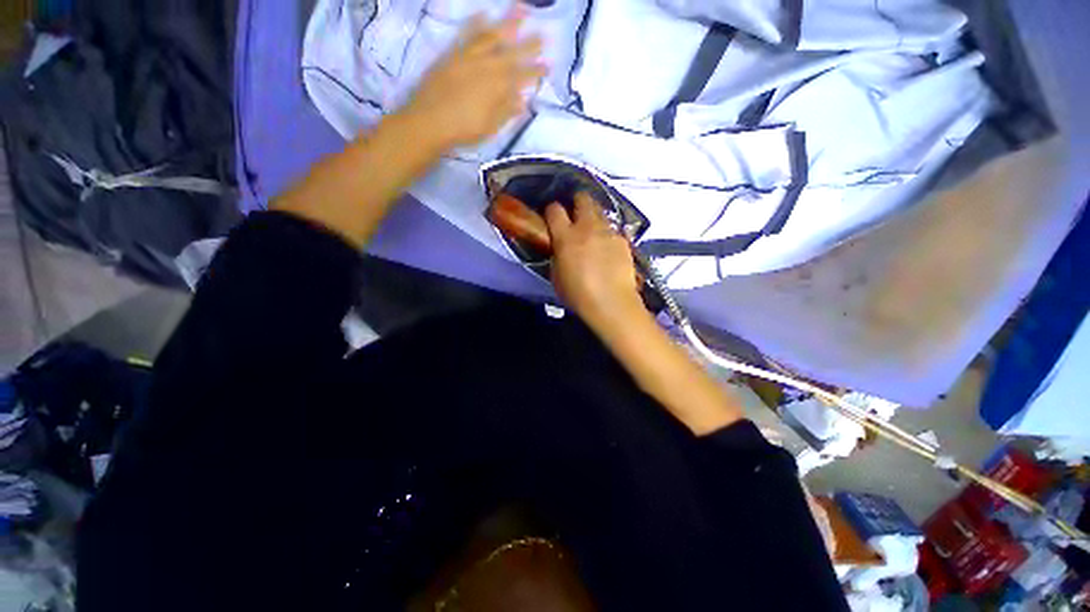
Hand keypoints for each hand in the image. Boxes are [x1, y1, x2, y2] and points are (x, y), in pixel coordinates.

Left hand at [404, 9, 546, 149]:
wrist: (430, 121)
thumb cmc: (463, 130)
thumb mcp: (490, 127)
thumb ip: (506, 112)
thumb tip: (523, 101)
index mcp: (499, 88)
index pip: (523, 77)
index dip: (536, 71)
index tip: (548, 65)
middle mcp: (488, 67)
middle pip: (512, 53)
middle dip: (529, 44)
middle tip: (543, 35)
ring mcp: (470, 57)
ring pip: (492, 36)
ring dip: (508, 22)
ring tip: (521, 8)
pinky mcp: (453, 53)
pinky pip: (466, 34)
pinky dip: (475, 23)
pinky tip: (483, 14)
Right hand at [545, 192, 641, 328]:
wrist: (611, 303)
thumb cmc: (578, 294)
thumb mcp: (557, 275)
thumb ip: (557, 254)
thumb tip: (559, 247)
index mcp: (565, 236)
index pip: (554, 209)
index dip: (552, 210)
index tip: (552, 217)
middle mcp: (587, 227)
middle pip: (582, 199)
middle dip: (577, 202)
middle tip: (575, 215)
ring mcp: (608, 232)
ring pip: (600, 212)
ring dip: (593, 218)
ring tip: (593, 233)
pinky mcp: (623, 240)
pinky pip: (613, 230)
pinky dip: (607, 236)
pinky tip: (608, 250)